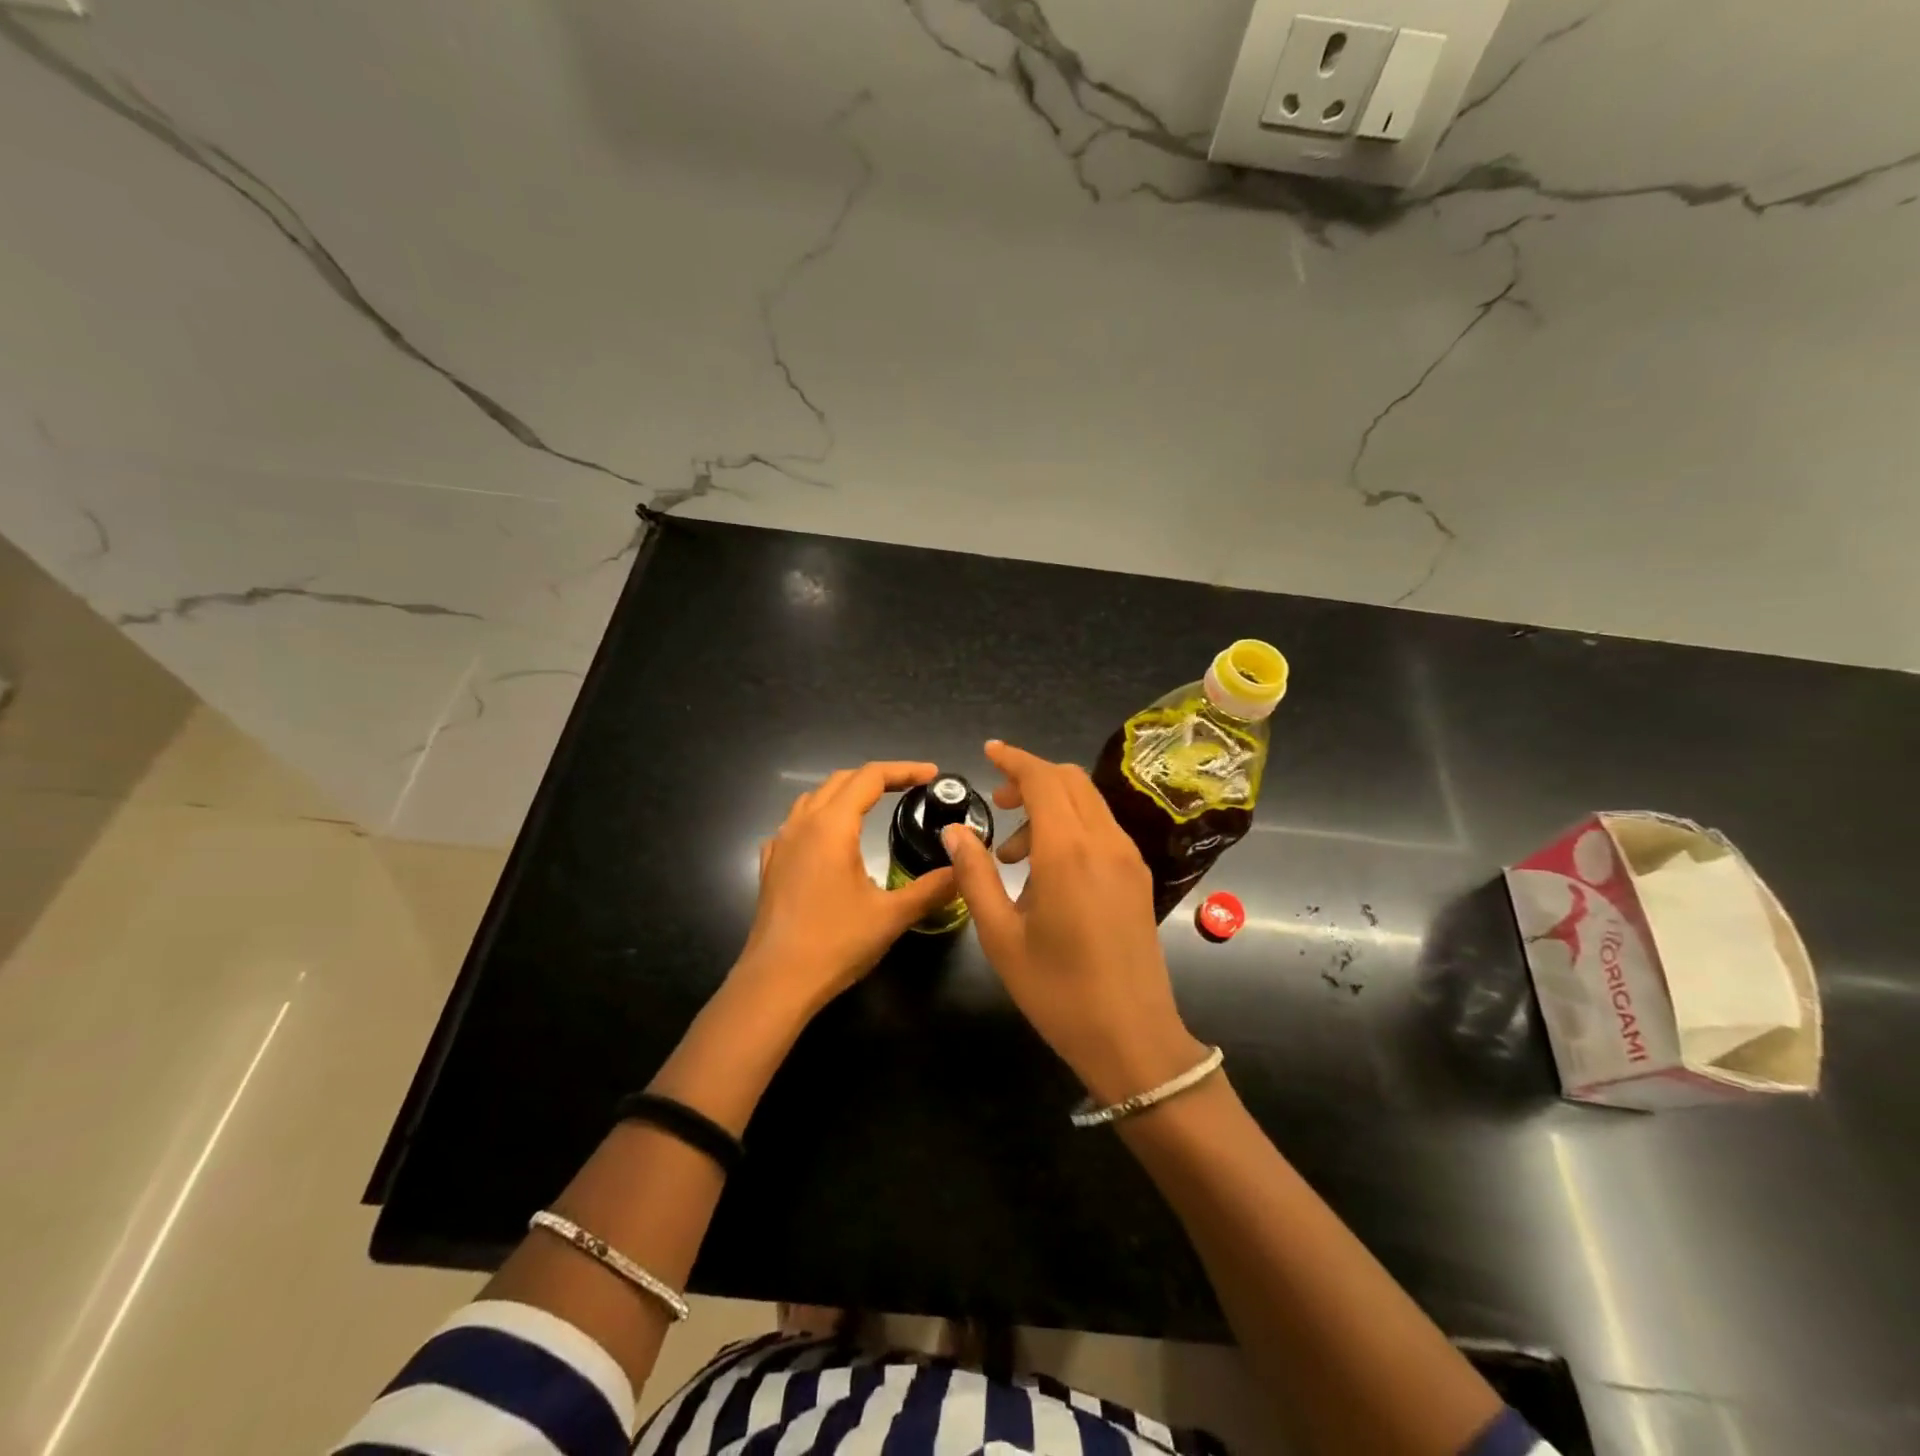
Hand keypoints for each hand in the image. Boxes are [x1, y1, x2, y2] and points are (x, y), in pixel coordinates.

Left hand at [733, 761, 958, 1020]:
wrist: (775, 982)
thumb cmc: (834, 943)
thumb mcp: (891, 916)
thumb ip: (931, 888)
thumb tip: (964, 869)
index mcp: (832, 826)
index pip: (870, 777)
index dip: (904, 770)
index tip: (933, 775)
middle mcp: (802, 824)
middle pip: (841, 780)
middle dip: (878, 778)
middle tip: (912, 787)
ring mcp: (781, 843)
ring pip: (814, 799)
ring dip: (846, 794)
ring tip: (874, 806)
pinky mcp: (771, 865)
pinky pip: (796, 825)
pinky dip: (820, 819)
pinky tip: (831, 842)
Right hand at [942, 740, 1207, 1103]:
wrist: (1132, 1038)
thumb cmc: (1057, 991)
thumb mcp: (1001, 936)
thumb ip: (975, 875)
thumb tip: (955, 831)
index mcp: (1069, 852)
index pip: (1042, 780)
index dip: (1014, 759)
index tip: (988, 752)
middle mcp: (1105, 842)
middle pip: (1069, 781)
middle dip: (1030, 780)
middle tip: (997, 805)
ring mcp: (1128, 858)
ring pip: (1088, 802)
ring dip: (1050, 806)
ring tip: (1013, 855)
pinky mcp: (1138, 876)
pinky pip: (1102, 828)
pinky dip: (1071, 827)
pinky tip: (1047, 871)